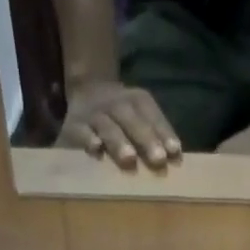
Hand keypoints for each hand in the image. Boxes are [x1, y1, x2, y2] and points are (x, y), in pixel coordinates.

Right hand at [58, 81, 181, 168]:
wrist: (86, 90)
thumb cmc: (121, 117)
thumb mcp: (139, 116)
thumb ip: (156, 135)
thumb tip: (175, 158)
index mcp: (136, 100)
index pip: (152, 115)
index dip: (163, 132)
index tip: (174, 152)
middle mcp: (116, 104)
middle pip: (132, 119)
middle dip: (146, 139)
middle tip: (158, 159)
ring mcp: (94, 114)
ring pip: (108, 126)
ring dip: (119, 142)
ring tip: (129, 159)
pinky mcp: (74, 125)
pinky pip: (81, 131)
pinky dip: (88, 139)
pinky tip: (96, 150)